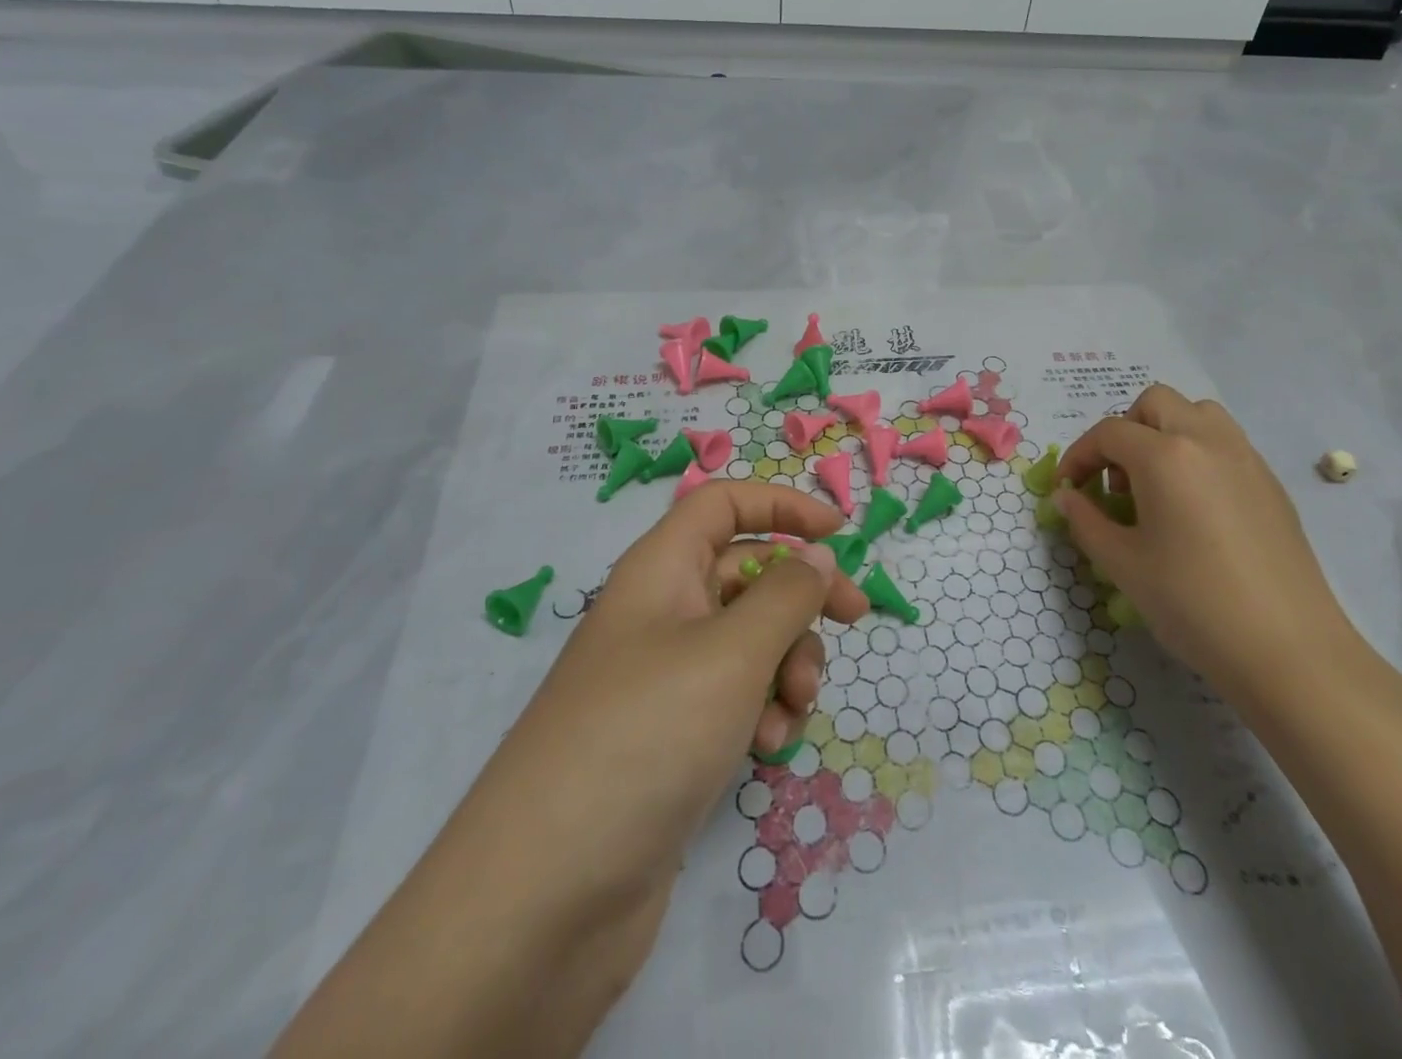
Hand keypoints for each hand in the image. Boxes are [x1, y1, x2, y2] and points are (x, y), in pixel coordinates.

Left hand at [510, 481, 867, 919]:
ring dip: (787, 664)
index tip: (840, 534)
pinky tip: (766, 750)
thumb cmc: (646, 737)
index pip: (722, 503)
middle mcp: (660, 613)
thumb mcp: (733, 652)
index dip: (781, 506)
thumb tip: (818, 555)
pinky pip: (736, 697)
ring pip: (750, 640)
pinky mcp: (672, 737)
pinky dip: (762, 711)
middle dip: (801, 596)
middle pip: (748, 573)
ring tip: (792, 709)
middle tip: (855, 619)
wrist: (546, 898)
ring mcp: (664, 679)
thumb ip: (788, 595)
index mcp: (660, 570)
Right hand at [1055, 384, 1359, 703]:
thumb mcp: (1123, 564)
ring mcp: (1245, 458)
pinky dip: (1198, 453)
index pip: (1108, 433)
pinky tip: (1194, 507)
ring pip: (1197, 413)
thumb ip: (1085, 521)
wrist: (1289, 650)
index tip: (1068, 489)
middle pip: (1155, 403)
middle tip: (1116, 480)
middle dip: (1124, 431)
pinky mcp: (1271, 483)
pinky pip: (1225, 442)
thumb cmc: (1193, 603)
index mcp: (1165, 456)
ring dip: (1165, 432)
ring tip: (1156, 484)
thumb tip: (1066, 497)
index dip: (1079, 456)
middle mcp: (1206, 440)